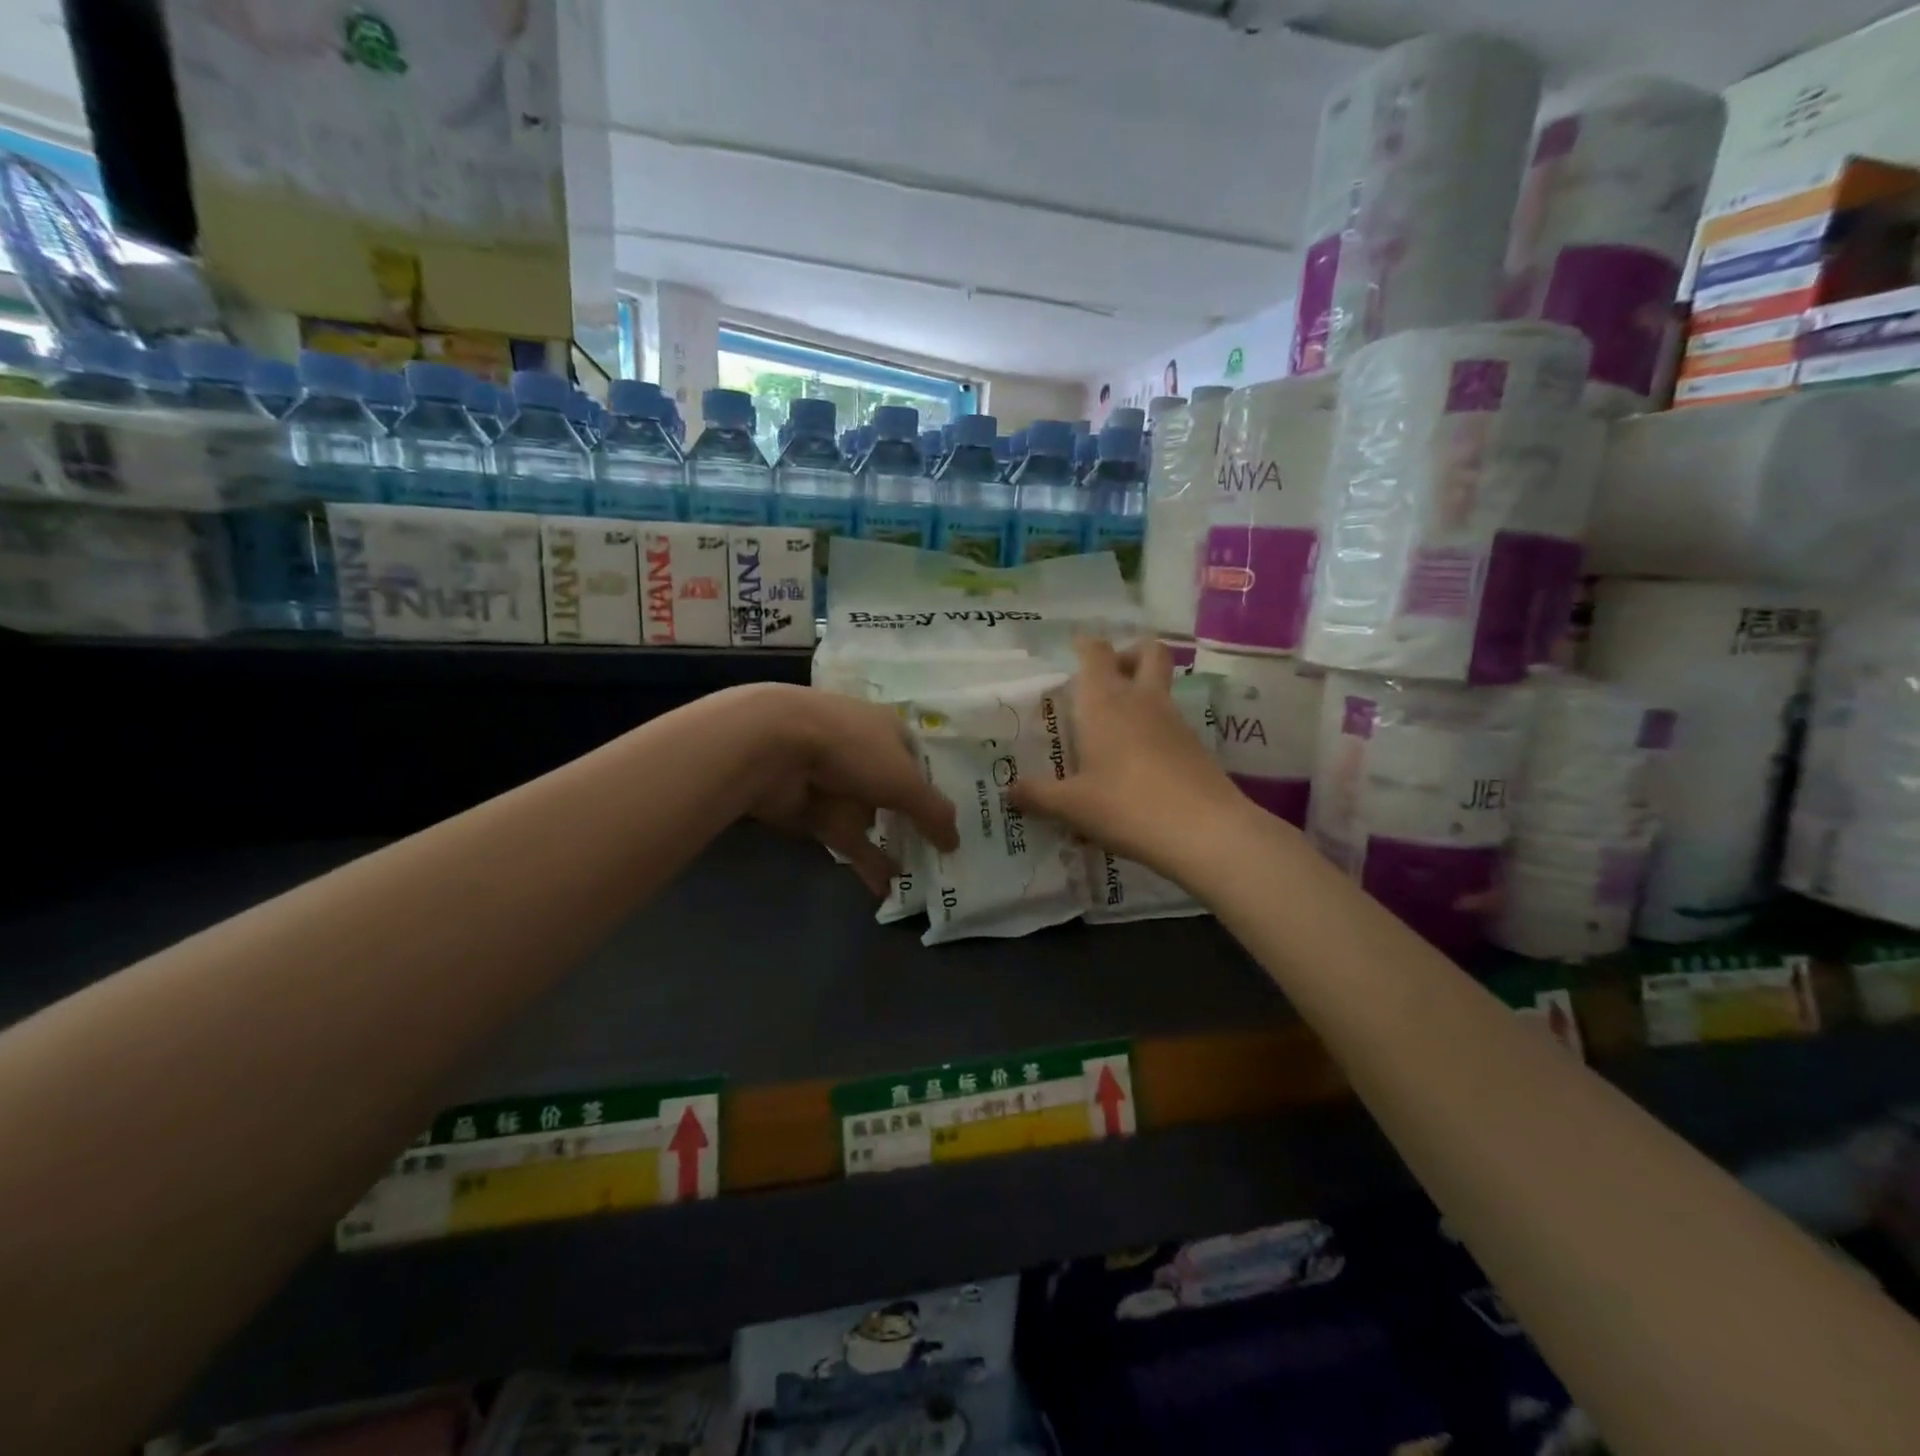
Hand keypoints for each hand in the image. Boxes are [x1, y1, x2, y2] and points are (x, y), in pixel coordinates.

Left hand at [747, 686, 958, 894]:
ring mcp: (839, 785)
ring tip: (922, 880)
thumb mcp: (906, 780)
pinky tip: (887, 890)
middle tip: (944, 856)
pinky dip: (867, 863)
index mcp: (890, 731)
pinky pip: (850, 842)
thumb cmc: (853, 749)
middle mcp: (867, 754)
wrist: (776, 748)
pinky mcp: (816, 813)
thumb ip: (933, 813)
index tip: (957, 821)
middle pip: (898, 794)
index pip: (922, 763)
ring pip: (874, 821)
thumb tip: (956, 843)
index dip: (938, 790)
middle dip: (917, 824)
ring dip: (893, 848)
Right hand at [1007, 638, 1254, 883]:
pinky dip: (1154, 731)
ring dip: (1142, 695)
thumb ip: (1039, 795)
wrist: (1205, 831)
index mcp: (1105, 703)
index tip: (1074, 647)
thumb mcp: (1072, 806)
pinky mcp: (1195, 748)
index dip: (1085, 645)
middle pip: (1148, 652)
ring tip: (1114, 732)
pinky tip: (1137, 766)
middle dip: (1129, 654)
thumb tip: (1010, 792)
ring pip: (1161, 688)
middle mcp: (1142, 702)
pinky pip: (1171, 723)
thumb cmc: (1126, 806)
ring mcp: (1175, 722)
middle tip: (1108, 679)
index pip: (1096, 653)